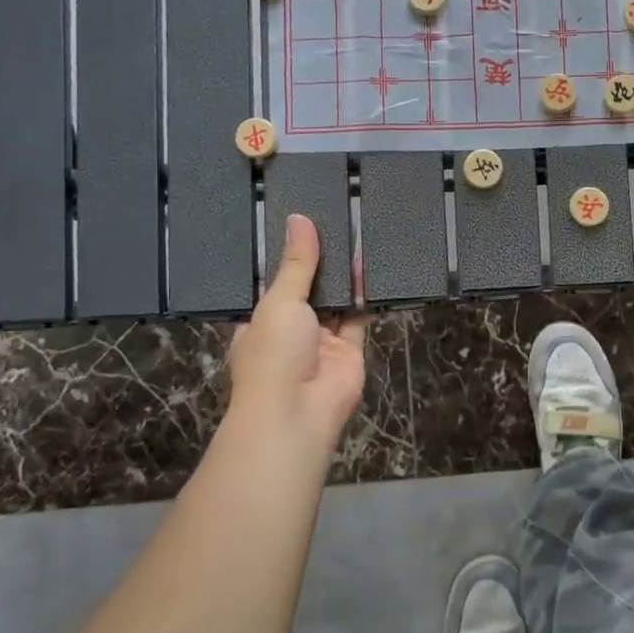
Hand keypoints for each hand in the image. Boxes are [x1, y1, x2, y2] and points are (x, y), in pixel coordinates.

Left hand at [227, 214, 366, 449]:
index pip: (275, 282)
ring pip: (336, 301)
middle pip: (308, 289)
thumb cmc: (274, 354)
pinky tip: (372, 265)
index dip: (289, 256)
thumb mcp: (279, 301)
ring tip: (356, 234)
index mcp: (261, 320)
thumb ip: (296, 263)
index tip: (304, 223)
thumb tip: (299, 219)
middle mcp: (291, 329)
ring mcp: (321, 341)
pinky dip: (365, 295)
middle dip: (321, 263)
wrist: (297, 413)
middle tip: (337, 221)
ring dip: (345, 276)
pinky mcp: (350, 350)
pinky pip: (359, 317)